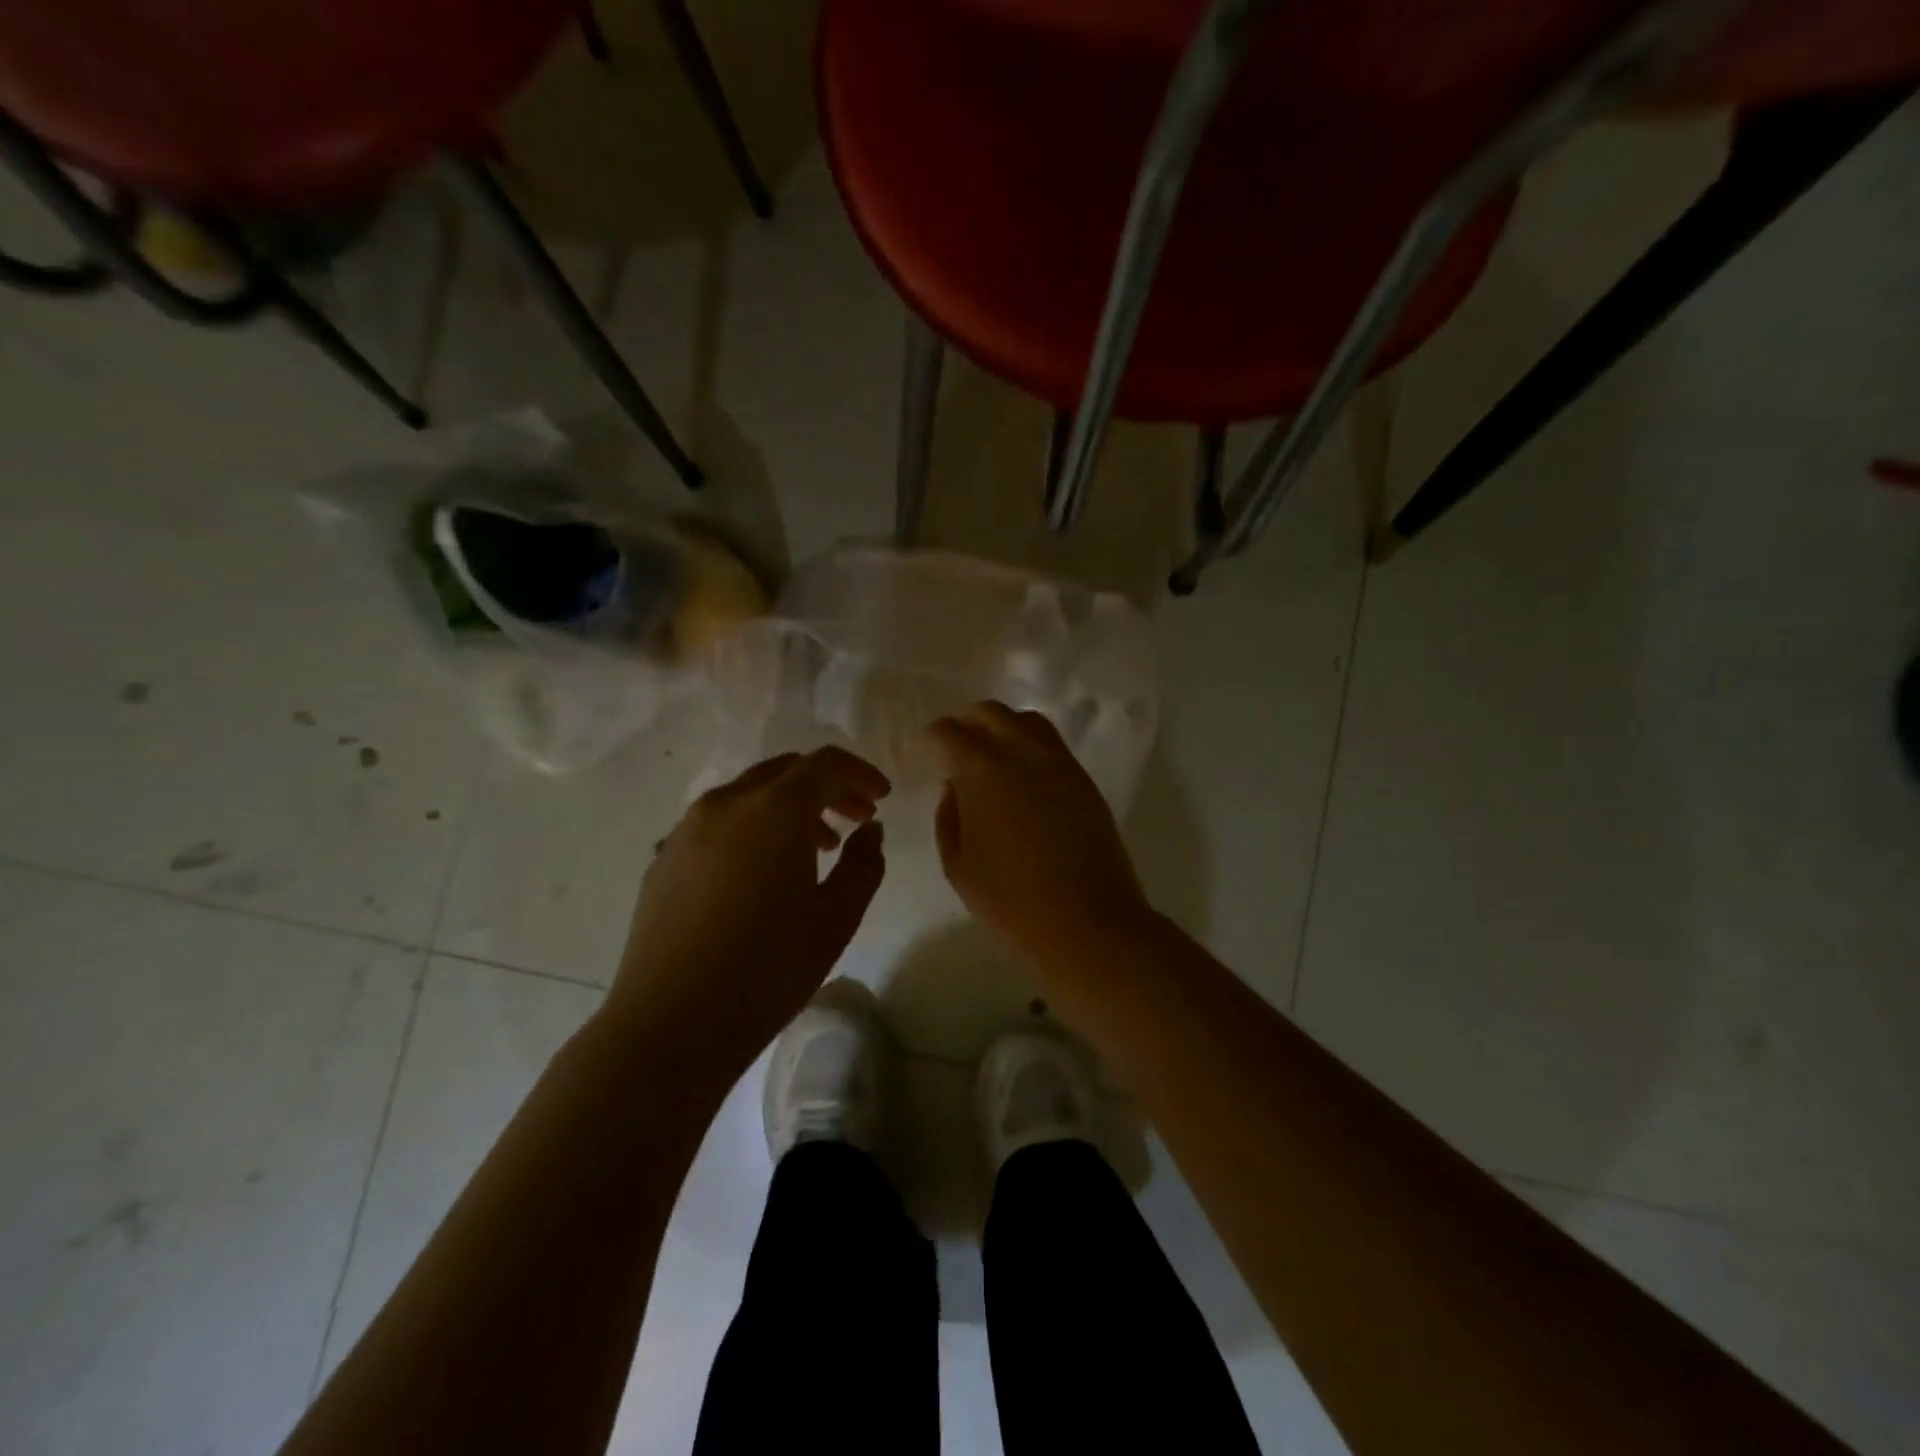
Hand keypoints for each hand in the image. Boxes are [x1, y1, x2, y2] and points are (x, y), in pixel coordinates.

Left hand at [607, 747, 890, 1086]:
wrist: (670, 1024)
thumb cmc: (767, 970)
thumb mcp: (836, 918)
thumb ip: (864, 864)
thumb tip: (869, 830)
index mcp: (774, 810)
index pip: (825, 764)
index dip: (861, 774)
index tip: (883, 797)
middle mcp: (726, 803)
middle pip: (786, 771)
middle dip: (827, 787)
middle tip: (856, 818)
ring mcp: (687, 828)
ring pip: (750, 794)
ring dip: (790, 807)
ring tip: (816, 849)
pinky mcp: (664, 856)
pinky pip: (720, 821)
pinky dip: (753, 826)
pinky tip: (763, 872)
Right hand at [930, 701, 1150, 967]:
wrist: (1089, 924)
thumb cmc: (1012, 903)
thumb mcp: (959, 866)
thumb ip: (948, 818)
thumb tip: (954, 788)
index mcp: (982, 771)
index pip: (949, 732)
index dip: (933, 739)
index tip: (930, 753)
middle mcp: (1022, 753)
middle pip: (990, 712)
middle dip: (967, 724)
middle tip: (957, 750)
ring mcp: (1059, 763)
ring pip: (1026, 721)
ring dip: (1002, 728)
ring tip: (993, 758)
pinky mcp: (1083, 779)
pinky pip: (1052, 745)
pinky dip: (1030, 746)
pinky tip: (1024, 777)